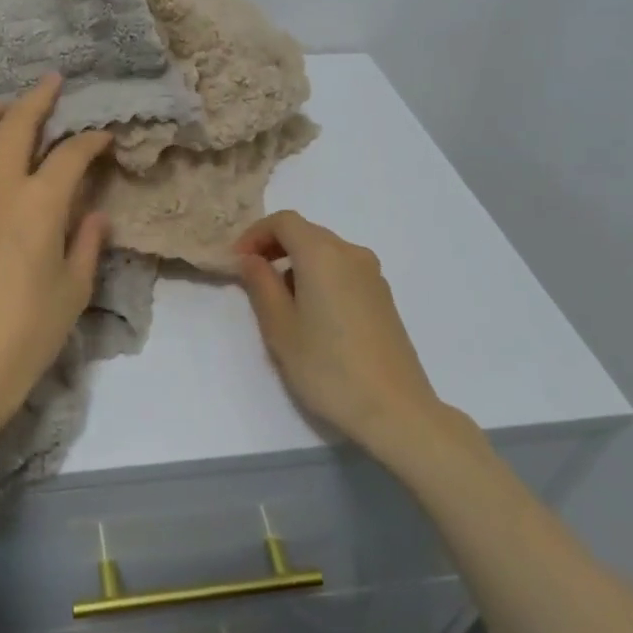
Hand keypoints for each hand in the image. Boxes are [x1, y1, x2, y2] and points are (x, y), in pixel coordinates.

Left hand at [0, 75, 110, 444]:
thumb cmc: (30, 330)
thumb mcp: (75, 289)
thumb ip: (87, 243)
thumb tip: (95, 214)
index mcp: (40, 203)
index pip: (70, 154)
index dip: (91, 140)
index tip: (103, 138)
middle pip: (16, 125)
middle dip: (38, 98)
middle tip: (51, 84)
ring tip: (3, 109)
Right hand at [234, 211, 461, 465]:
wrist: (395, 410)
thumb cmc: (327, 368)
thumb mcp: (280, 328)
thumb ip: (260, 285)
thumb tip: (251, 260)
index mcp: (322, 254)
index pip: (283, 221)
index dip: (255, 234)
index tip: (237, 262)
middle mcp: (351, 254)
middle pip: (306, 233)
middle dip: (274, 248)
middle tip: (251, 280)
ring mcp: (373, 275)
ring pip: (325, 252)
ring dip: (297, 264)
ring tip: (280, 304)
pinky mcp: (383, 297)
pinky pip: (343, 271)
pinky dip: (320, 277)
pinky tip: (313, 316)